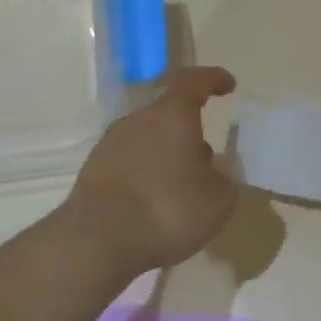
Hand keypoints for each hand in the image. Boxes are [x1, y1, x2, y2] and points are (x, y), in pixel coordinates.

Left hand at [64, 66, 238, 277]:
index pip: (193, 81)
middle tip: (207, 158)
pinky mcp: (92, 171)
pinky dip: (146, 173)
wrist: (96, 241)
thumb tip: (217, 169)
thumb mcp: (218, 200)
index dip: (212, 79)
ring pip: (148, 138)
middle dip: (189, 131)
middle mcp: (138, 120)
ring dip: (167, 154)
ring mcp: (110, 144)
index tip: (228, 84)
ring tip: (182, 186)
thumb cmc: (168, 209)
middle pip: (168, 113)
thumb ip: (225, 178)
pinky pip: (129, 162)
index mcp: (172, 115)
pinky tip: (155, 202)